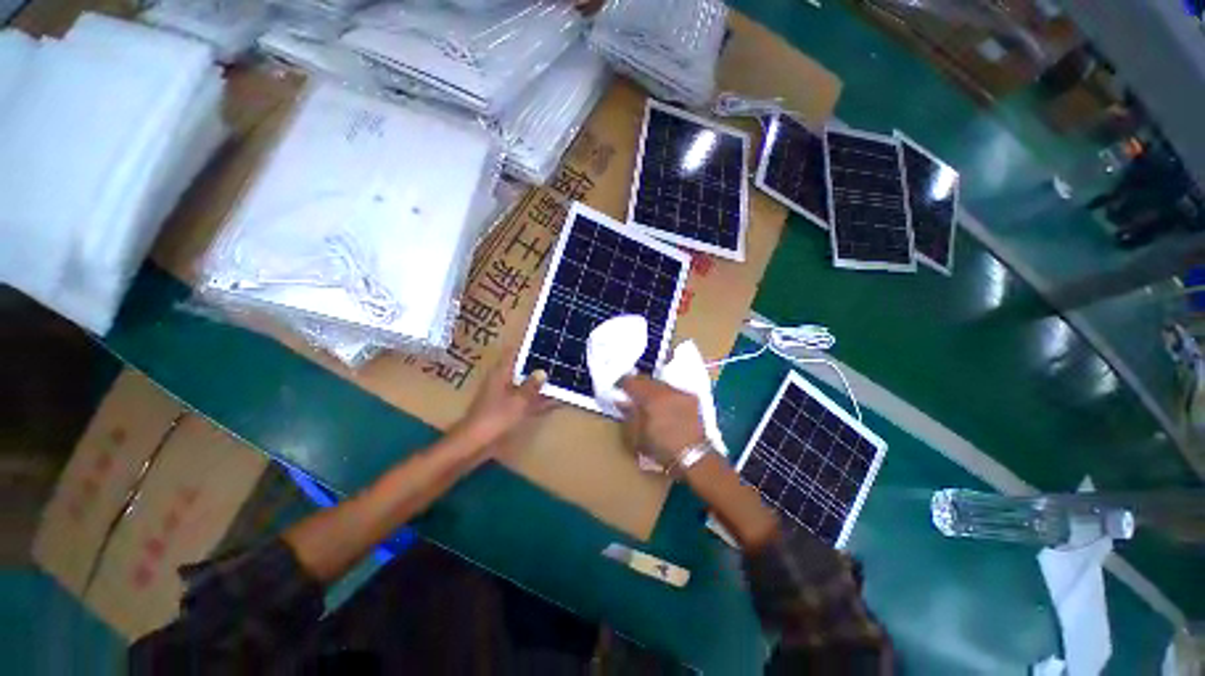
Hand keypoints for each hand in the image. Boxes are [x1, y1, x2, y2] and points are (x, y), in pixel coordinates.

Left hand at [459, 348, 556, 447]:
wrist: (474, 444)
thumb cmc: (495, 418)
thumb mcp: (518, 400)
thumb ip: (531, 386)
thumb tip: (542, 371)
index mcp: (501, 374)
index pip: (514, 353)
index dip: (526, 346)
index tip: (542, 340)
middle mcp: (502, 382)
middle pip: (522, 369)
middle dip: (537, 365)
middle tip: (557, 358)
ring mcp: (505, 397)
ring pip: (526, 386)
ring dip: (539, 384)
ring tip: (560, 378)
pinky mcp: (507, 412)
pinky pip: (527, 402)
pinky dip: (538, 401)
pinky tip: (555, 402)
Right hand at [617, 375, 705, 465]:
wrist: (693, 457)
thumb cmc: (660, 449)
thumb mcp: (637, 436)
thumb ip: (628, 415)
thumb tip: (621, 400)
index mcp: (649, 399)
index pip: (631, 382)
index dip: (623, 384)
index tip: (619, 389)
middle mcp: (665, 390)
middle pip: (646, 380)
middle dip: (638, 385)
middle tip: (633, 394)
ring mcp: (680, 392)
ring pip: (661, 384)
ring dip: (654, 389)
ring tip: (651, 400)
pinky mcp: (691, 397)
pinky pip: (674, 390)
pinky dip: (668, 395)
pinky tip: (667, 406)